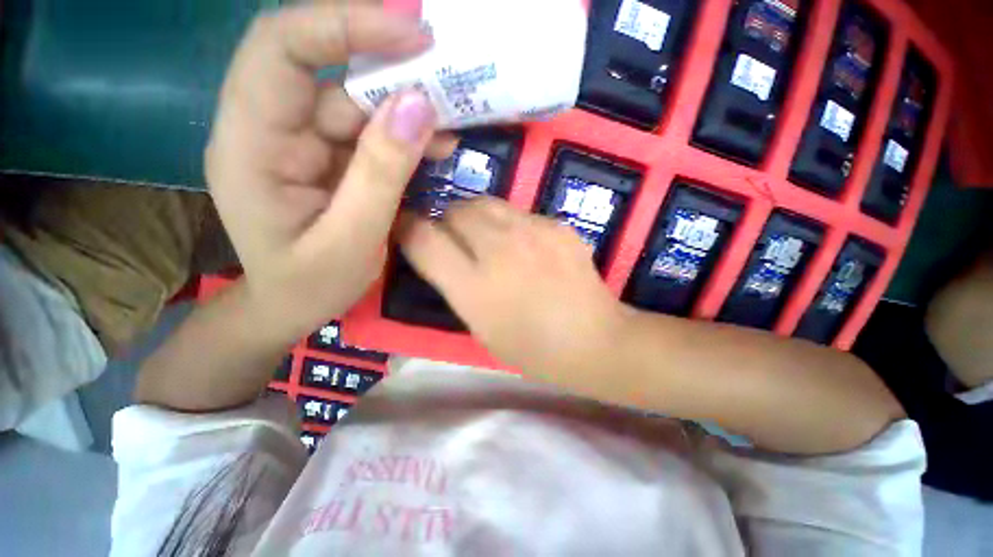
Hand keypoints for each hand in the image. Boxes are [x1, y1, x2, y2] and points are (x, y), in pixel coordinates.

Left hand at [206, 2, 456, 341]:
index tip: (411, 33)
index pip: (280, 49)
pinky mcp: (326, 158)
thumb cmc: (310, 286)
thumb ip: (381, 174)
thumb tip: (418, 107)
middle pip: (324, 70)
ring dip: (403, 109)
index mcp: (251, 147)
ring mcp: (299, 143)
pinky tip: (434, 147)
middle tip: (443, 73)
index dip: (343, 25)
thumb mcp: (351, 239)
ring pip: (354, 103)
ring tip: (450, 122)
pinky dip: (403, 136)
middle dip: (385, 66)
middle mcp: (269, 130)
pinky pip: (367, 134)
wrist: (292, 307)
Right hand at [397, 198, 626, 373]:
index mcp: (474, 286)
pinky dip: (510, 224)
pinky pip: (519, 212)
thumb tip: (440, 251)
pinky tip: (525, 246)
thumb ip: (454, 284)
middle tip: (455, 239)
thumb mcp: (479, 326)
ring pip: (484, 202)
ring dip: (475, 217)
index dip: (406, 228)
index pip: (422, 238)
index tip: (406, 228)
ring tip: (487, 238)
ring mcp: (533, 232)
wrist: (593, 341)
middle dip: (445, 220)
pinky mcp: (557, 225)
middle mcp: (500, 250)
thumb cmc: (531, 348)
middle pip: (454, 209)